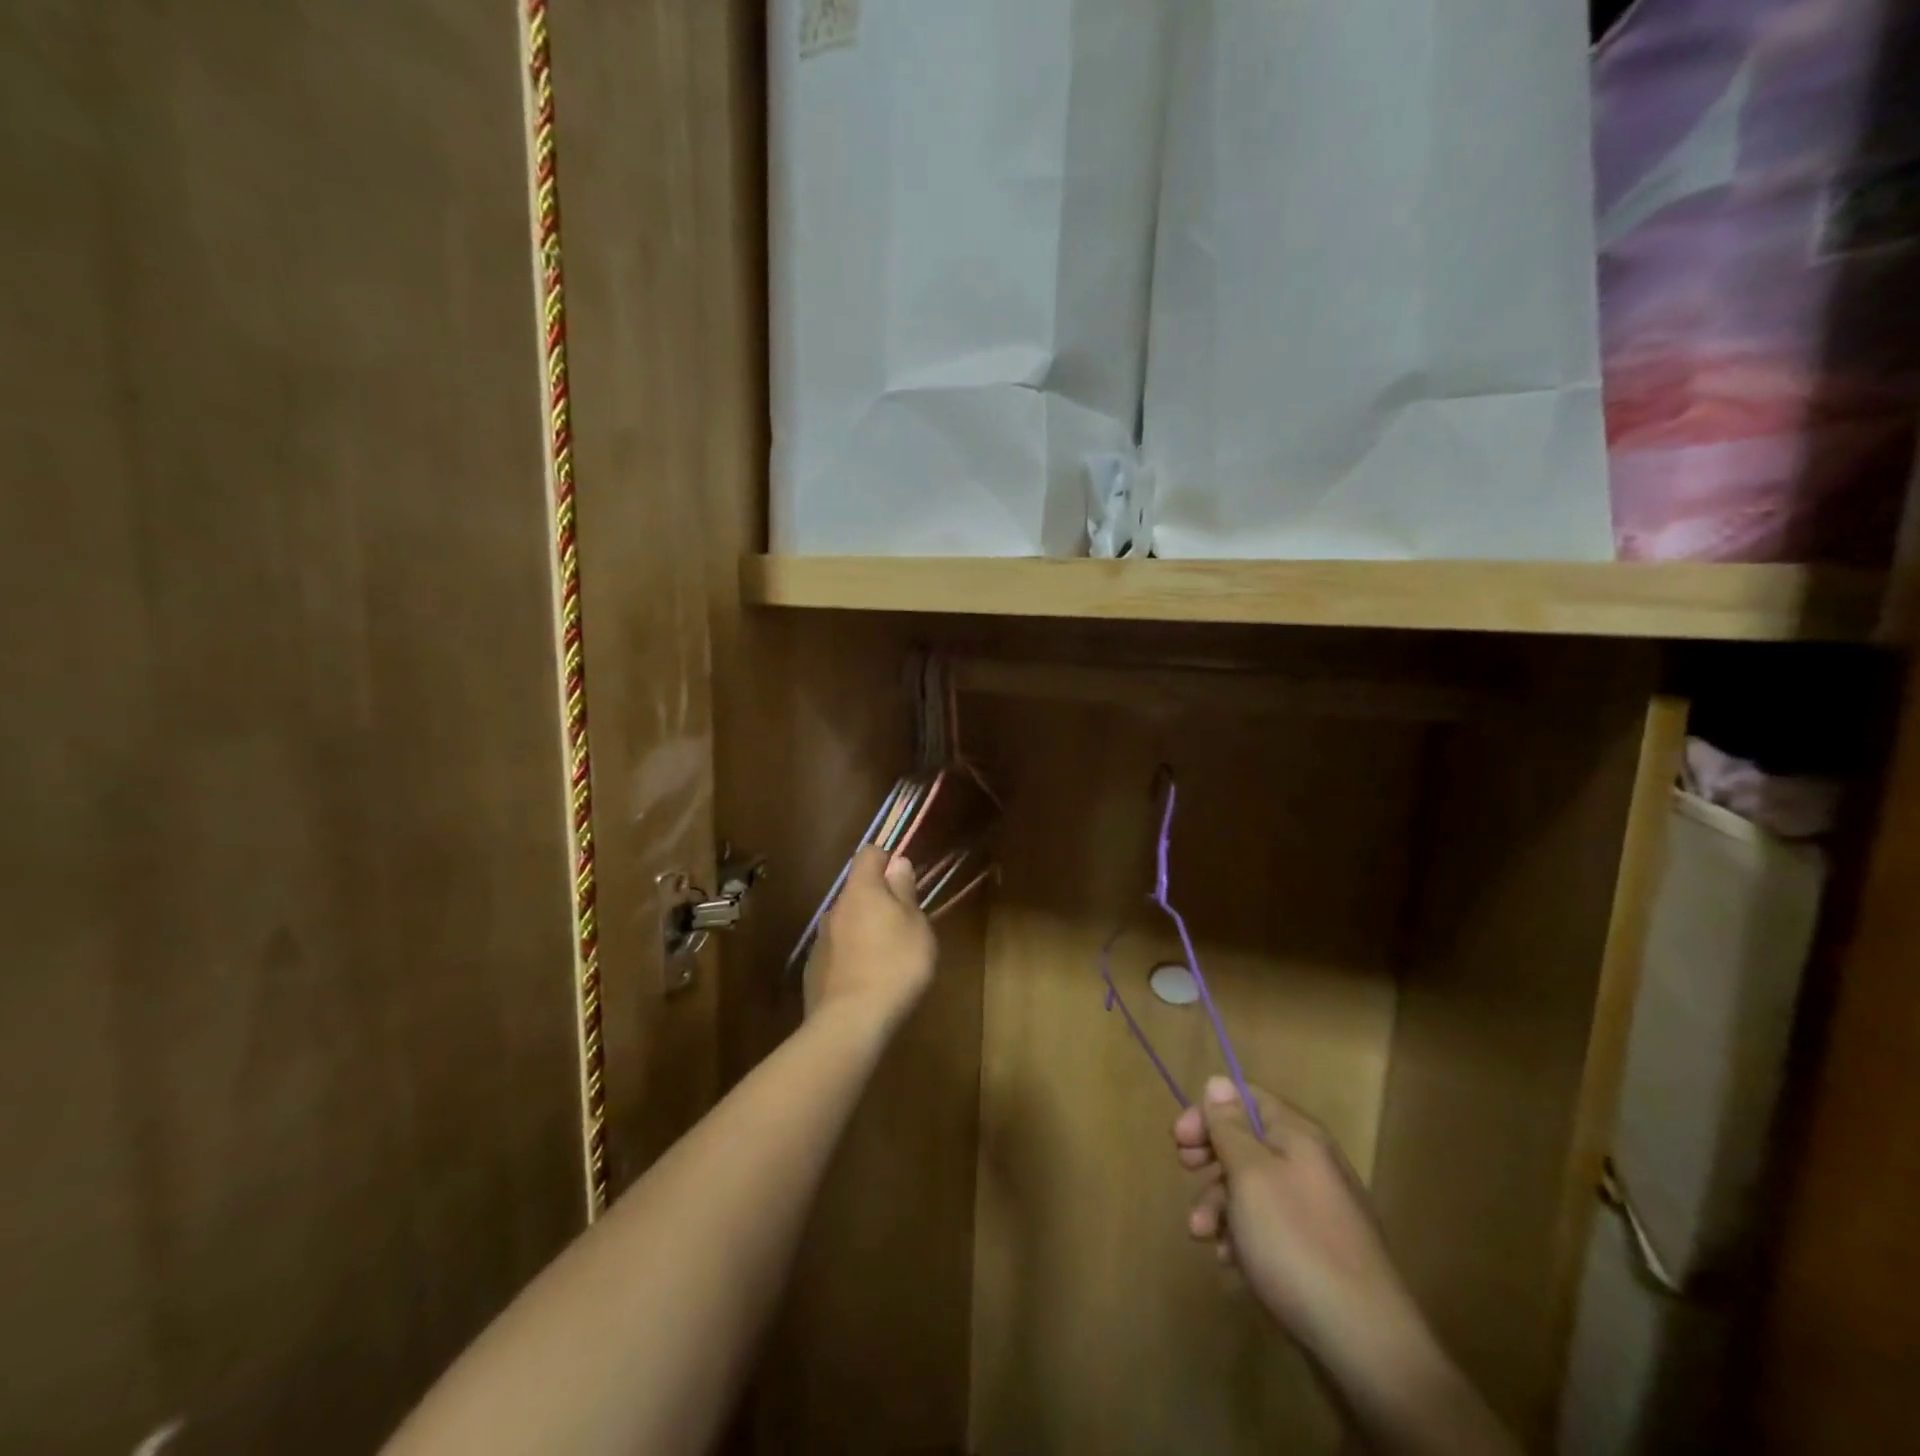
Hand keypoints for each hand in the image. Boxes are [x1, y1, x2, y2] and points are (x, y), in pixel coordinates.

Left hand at [804, 847, 936, 1032]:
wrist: (851, 1022)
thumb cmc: (895, 965)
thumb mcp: (916, 925)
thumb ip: (904, 891)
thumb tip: (896, 863)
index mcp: (861, 890)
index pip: (868, 854)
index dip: (886, 859)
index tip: (904, 879)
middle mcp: (834, 908)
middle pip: (857, 891)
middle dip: (877, 900)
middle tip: (903, 924)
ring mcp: (820, 940)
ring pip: (846, 922)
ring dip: (864, 930)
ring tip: (886, 957)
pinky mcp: (814, 970)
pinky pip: (837, 952)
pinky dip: (851, 957)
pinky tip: (866, 980)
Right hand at [1176, 1080, 1520, 1455]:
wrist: (1364, 1344)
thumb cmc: (1295, 1242)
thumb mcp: (1249, 1174)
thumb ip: (1229, 1126)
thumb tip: (1218, 1082)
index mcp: (1298, 1135)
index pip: (1245, 1097)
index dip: (1208, 1111)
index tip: (1179, 1141)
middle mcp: (1311, 1163)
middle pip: (1246, 1142)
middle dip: (1211, 1162)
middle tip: (1187, 1176)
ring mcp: (1317, 1210)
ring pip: (1252, 1189)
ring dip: (1220, 1206)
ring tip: (1205, 1238)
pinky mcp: (1317, 1252)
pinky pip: (1269, 1228)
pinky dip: (1244, 1239)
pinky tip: (1233, 1265)